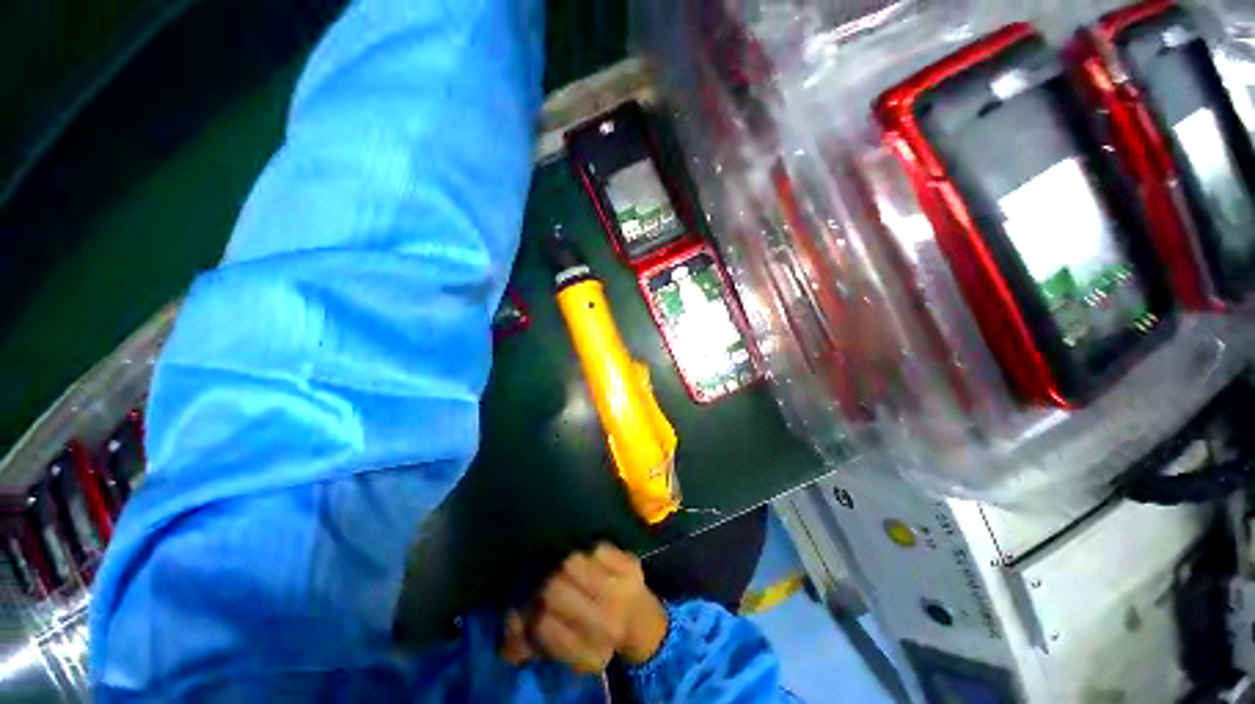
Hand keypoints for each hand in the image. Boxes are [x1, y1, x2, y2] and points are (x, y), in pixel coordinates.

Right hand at [502, 543, 668, 672]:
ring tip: (571, 573)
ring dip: (566, 566)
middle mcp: (607, 625)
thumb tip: (510, 619)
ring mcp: (622, 592)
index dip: (530, 613)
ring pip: (572, 563)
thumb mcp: (563, 648)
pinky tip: (594, 562)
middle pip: (553, 590)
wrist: (639, 619)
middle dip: (545, 585)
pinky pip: (597, 548)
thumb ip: (532, 641)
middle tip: (550, 583)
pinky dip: (590, 552)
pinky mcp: (631, 565)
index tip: (534, 609)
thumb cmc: (596, 634)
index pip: (542, 625)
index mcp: (590, 654)